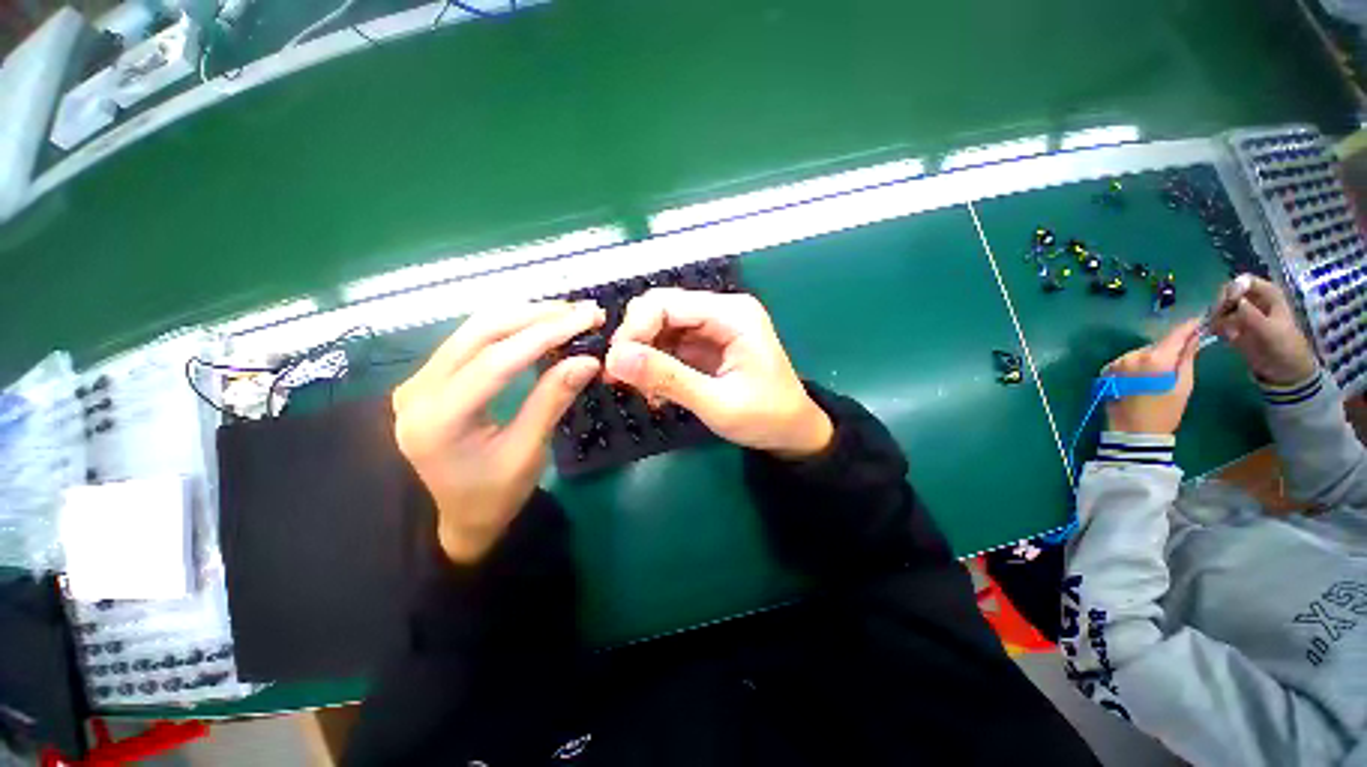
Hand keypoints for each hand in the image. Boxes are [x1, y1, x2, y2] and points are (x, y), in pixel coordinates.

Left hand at [392, 301, 603, 563]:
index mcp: (438, 419)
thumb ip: (553, 400)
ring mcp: (419, 380)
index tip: (586, 321)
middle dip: (537, 317)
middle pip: (481, 333)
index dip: (546, 335)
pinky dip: (511, 328)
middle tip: (581, 311)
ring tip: (568, 313)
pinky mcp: (430, 377)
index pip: (497, 360)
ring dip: (525, 317)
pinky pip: (472, 340)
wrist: (458, 518)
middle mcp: (418, 390)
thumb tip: (588, 359)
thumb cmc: (495, 495)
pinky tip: (540, 326)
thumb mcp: (529, 452)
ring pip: (475, 330)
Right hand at [603, 289, 832, 458]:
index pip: (666, 303)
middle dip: (636, 341)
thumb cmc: (765, 417)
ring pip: (660, 328)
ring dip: (643, 357)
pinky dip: (655, 366)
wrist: (792, 432)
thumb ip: (667, 379)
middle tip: (620, 378)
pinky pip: (669, 346)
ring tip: (642, 392)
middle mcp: (721, 311)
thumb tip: (614, 359)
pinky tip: (656, 393)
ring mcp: (713, 327)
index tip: (614, 364)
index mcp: (732, 314)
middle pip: (660, 309)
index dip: (634, 329)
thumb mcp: (717, 403)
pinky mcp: (706, 345)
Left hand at [1103, 319, 1201, 434]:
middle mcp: (1132, 356)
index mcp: (1154, 358)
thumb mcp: (1183, 385)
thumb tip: (1193, 338)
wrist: (1132, 432)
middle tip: (1182, 356)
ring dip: (1153, 357)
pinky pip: (1129, 361)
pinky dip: (1138, 364)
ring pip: (1142, 352)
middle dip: (1170, 347)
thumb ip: (1186, 359)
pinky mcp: (1108, 370)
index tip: (1199, 320)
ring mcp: (1117, 362)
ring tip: (1160, 374)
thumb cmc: (1164, 412)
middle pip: (1157, 344)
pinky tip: (1144, 378)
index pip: (1174, 335)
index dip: (1188, 327)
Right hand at [1209, 276, 1316, 385]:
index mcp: (1267, 294)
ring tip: (1221, 332)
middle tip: (1217, 320)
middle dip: (1221, 306)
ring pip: (1221, 307)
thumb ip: (1253, 316)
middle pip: (1228, 292)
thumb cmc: (1284, 347)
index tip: (1227, 305)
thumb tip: (1236, 302)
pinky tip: (1221, 337)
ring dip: (1217, 318)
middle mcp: (1254, 299)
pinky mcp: (1234, 326)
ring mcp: (1243, 313)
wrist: (1284, 368)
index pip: (1244, 281)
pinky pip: (1218, 321)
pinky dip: (1216, 328)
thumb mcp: (1270, 331)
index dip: (1233, 290)